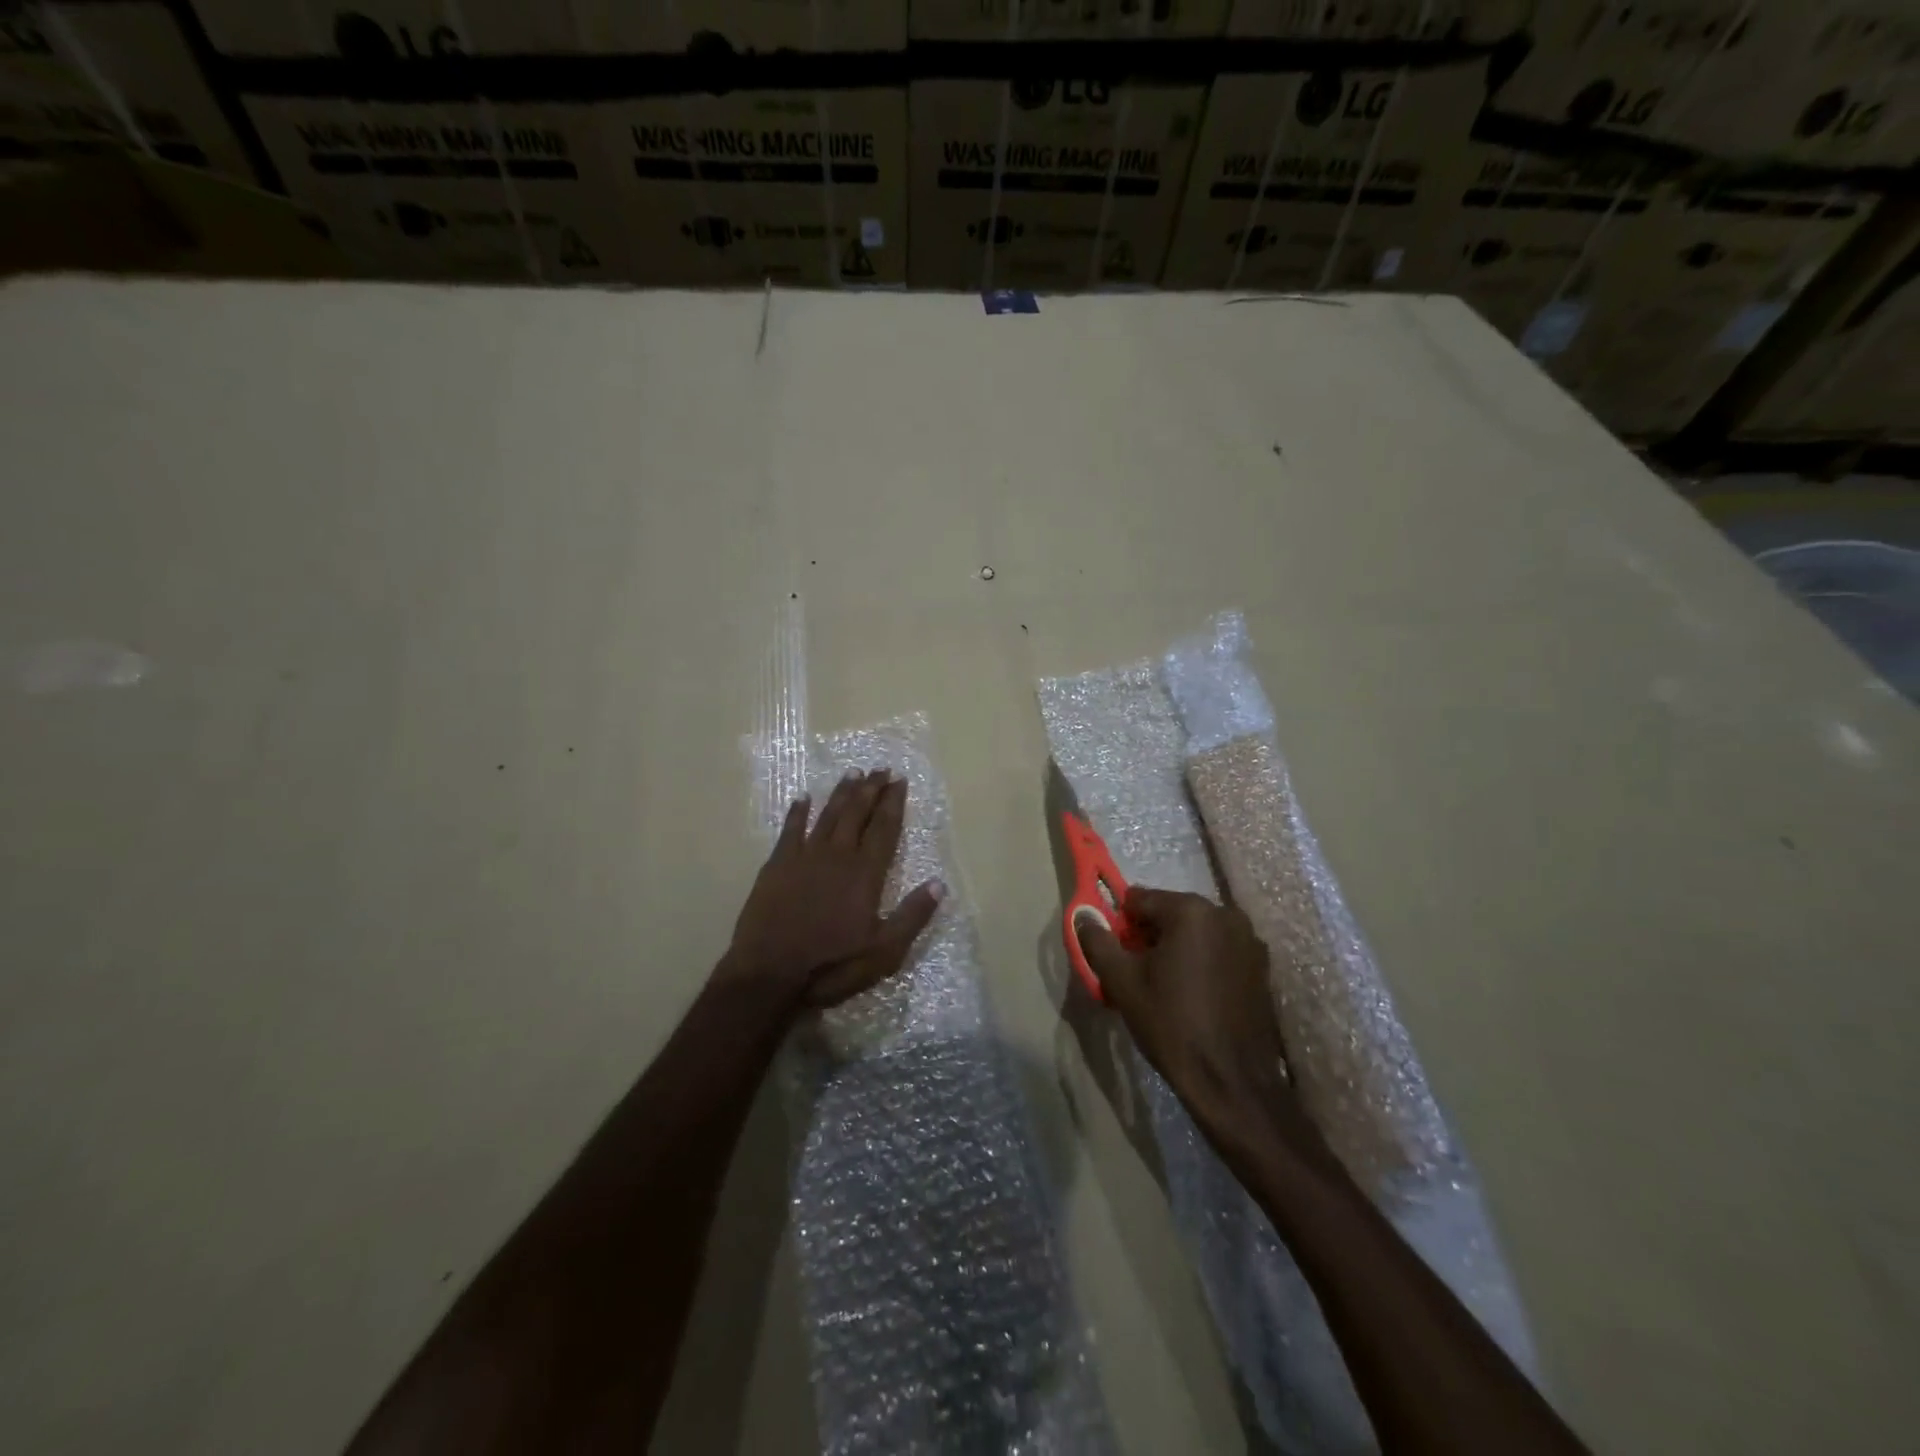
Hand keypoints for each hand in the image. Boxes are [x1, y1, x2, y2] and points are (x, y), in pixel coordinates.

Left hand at [722, 767, 943, 1011]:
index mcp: (865, 874)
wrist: (769, 973)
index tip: (900, 780)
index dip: (893, 803)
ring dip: (842, 793)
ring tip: (853, 773)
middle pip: (857, 814)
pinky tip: (803, 798)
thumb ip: (912, 916)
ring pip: (827, 815)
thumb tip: (939, 883)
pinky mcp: (777, 866)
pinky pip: (790, 830)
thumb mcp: (883, 952)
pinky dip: (798, 812)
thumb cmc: (831, 965)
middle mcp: (837, 856)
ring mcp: (804, 857)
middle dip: (871, 789)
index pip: (884, 829)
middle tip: (881, 768)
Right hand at [1080, 888, 1311, 1147]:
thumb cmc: (1172, 1025)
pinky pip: (1218, 950)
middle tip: (1139, 975)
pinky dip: (1202, 962)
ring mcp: (1249, 939)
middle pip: (1170, 913)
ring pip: (1195, 932)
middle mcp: (1225, 914)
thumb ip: (1097, 941)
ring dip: (1177, 949)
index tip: (1119, 957)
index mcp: (1191, 910)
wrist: (1231, 1081)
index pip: (1139, 899)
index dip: (1122, 926)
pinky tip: (1195, 996)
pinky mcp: (1262, 965)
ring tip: (1168, 989)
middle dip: (1150, 936)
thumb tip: (1083, 916)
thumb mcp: (1122, 983)